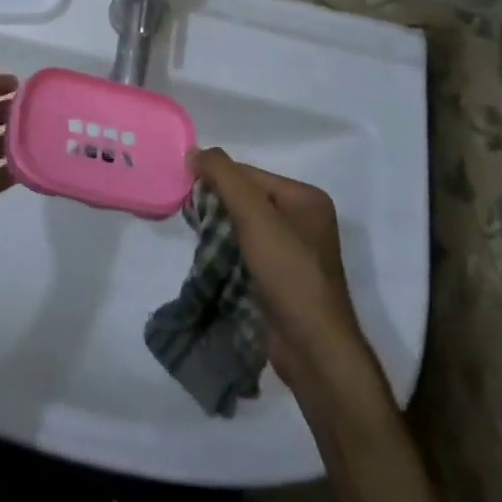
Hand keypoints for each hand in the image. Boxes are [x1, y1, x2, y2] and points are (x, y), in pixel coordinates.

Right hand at [190, 148, 386, 412]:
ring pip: (245, 227)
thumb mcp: (254, 215)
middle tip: (192, 218)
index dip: (217, 180)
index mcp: (306, 198)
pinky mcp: (284, 279)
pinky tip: (213, 260)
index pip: (250, 174)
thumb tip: (194, 151)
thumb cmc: (288, 272)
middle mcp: (304, 220)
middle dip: (218, 206)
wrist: (313, 349)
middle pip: (247, 199)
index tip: (188, 194)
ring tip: (199, 239)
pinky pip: (249, 251)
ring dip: (221, 231)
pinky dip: (229, 252)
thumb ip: (224, 177)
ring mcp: (295, 252)